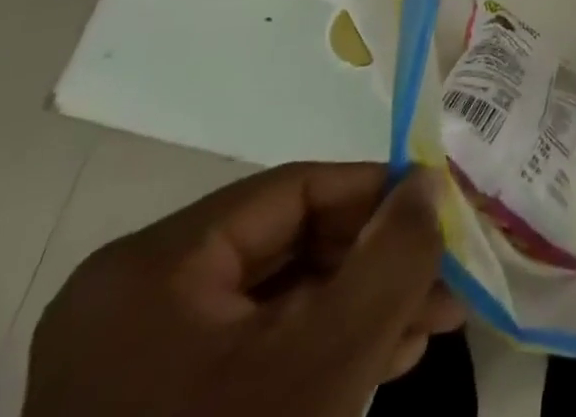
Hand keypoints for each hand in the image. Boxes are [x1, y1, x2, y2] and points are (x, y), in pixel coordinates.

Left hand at [23, 163, 462, 416]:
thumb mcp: (326, 359)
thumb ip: (391, 255)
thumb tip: (429, 181)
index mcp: (153, 266)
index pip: (295, 189)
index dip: (378, 193)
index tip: (443, 212)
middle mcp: (130, 298)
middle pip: (287, 243)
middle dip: (375, 263)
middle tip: (445, 282)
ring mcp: (132, 361)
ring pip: (274, 298)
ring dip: (357, 307)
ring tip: (429, 324)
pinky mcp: (147, 409)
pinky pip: (248, 349)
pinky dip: (315, 349)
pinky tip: (379, 359)